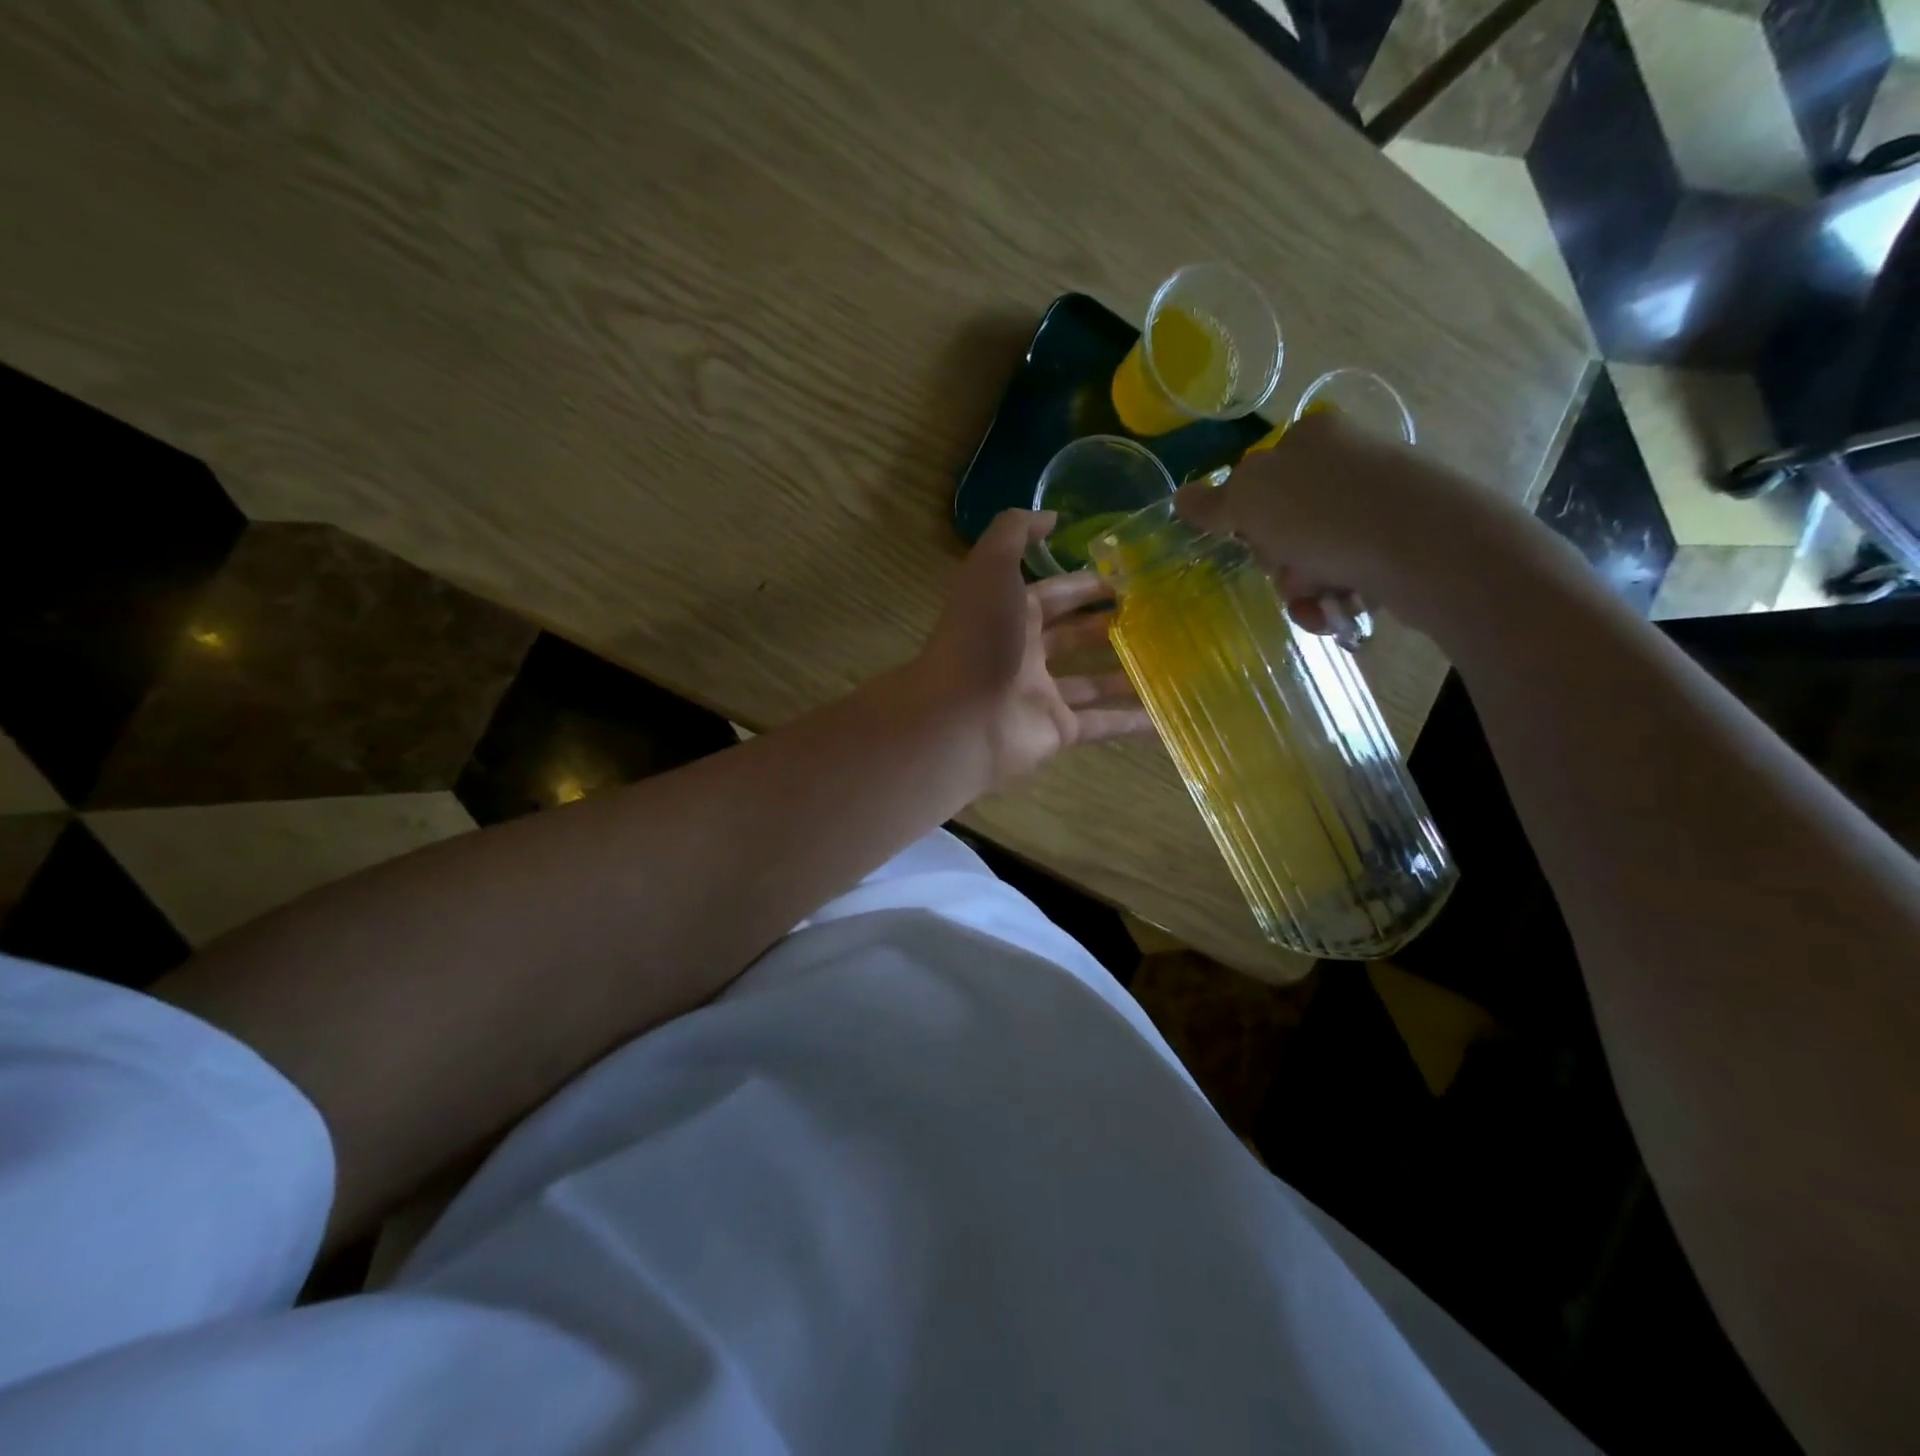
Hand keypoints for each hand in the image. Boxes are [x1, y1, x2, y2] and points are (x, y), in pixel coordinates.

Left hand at [910, 509, 1152, 786]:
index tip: (1131, 578)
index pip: (1054, 594)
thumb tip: (1051, 517)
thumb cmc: (980, 638)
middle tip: (1157, 616)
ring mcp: (1041, 695)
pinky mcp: (1057, 731)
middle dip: (1108, 625)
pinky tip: (1167, 715)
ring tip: (1171, 660)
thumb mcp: (991, 568)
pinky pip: (1102, 724)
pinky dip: (1132, 722)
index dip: (1087, 585)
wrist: (961, 719)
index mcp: (1008, 614)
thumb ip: (1015, 532)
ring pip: (1091, 682)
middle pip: (1072, 636)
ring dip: (1126, 672)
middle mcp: (1024, 653)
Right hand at [1174, 411, 1538, 631]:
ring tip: (1319, 596)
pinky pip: (1347, 573)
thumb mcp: (1251, 502)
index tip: (1250, 538)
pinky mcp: (1401, 539)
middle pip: (1281, 524)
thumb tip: (1180, 497)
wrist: (1427, 546)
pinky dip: (1332, 598)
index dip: (1246, 518)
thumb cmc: (1325, 515)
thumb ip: (1213, 503)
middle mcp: (1346, 462)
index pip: (1255, 481)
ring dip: (1300, 586)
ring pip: (1311, 556)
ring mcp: (1377, 500)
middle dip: (1276, 559)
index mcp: (1310, 440)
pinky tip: (1336, 609)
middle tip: (1286, 568)